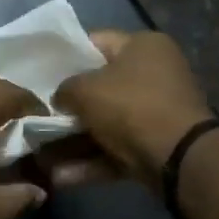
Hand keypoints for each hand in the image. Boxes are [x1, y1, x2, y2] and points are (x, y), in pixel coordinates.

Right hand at [48, 30, 213, 193]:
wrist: (179, 158)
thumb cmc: (131, 107)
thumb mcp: (86, 90)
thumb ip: (65, 89)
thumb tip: (60, 99)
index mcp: (143, 46)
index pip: (96, 42)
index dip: (66, 56)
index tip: (41, 73)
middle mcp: (154, 74)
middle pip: (100, 86)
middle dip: (69, 105)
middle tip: (38, 114)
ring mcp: (157, 112)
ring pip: (106, 123)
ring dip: (74, 141)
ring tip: (41, 154)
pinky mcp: (156, 146)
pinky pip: (116, 150)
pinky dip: (91, 162)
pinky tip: (60, 176)